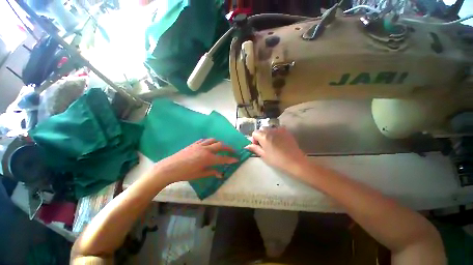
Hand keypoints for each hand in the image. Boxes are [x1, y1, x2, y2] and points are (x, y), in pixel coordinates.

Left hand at [151, 139, 238, 183]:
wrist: (169, 168)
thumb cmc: (185, 173)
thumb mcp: (200, 174)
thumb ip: (212, 172)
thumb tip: (221, 174)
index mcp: (208, 158)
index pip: (223, 158)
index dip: (231, 159)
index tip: (237, 159)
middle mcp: (206, 149)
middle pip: (220, 145)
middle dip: (228, 147)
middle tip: (232, 150)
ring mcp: (200, 145)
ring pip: (213, 140)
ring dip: (219, 142)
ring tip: (222, 146)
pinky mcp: (194, 144)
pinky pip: (204, 140)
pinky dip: (210, 141)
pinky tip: (209, 144)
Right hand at [245, 127, 308, 175]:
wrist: (295, 161)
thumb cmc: (277, 160)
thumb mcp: (264, 155)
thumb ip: (255, 148)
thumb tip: (247, 146)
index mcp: (264, 136)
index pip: (254, 133)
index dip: (254, 139)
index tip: (258, 146)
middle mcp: (270, 130)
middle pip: (261, 129)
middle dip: (260, 136)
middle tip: (264, 145)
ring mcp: (279, 129)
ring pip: (269, 129)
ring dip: (268, 134)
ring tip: (272, 143)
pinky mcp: (286, 131)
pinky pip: (277, 129)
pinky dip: (275, 133)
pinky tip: (279, 141)